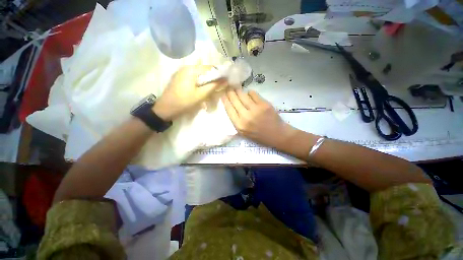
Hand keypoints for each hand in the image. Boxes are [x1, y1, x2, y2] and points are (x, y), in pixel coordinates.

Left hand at [153, 65, 226, 119]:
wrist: (165, 109)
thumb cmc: (184, 102)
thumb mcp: (201, 95)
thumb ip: (213, 86)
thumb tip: (224, 80)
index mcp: (191, 69)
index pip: (209, 68)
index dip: (219, 74)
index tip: (225, 81)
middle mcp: (186, 67)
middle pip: (204, 71)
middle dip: (212, 79)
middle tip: (218, 88)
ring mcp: (181, 72)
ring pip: (199, 75)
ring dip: (206, 82)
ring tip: (210, 91)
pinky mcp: (179, 78)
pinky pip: (193, 78)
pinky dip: (199, 83)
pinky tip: (201, 91)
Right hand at [222, 89, 295, 148]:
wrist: (277, 134)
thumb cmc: (259, 135)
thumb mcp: (244, 132)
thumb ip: (236, 121)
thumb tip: (231, 106)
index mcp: (239, 125)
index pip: (229, 109)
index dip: (225, 100)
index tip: (223, 95)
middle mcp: (246, 117)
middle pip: (235, 101)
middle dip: (230, 93)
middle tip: (229, 88)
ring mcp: (255, 109)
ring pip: (243, 96)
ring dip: (239, 91)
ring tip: (237, 89)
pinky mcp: (264, 104)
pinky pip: (253, 94)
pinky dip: (250, 93)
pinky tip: (249, 93)